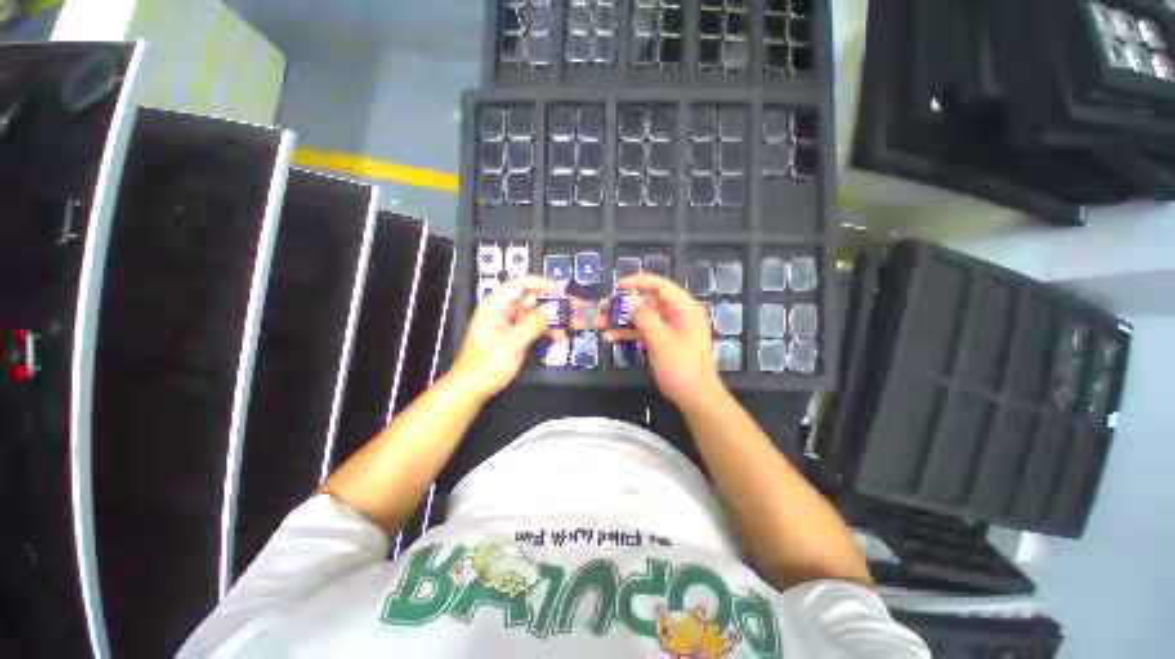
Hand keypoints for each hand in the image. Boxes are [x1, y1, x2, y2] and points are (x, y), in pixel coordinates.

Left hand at [452, 276, 561, 400]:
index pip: (520, 284)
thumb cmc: (488, 364)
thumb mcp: (513, 342)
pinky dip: (547, 332)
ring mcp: (510, 324)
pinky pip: (534, 328)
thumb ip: (534, 324)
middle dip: (554, 303)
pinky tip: (560, 338)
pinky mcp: (515, 336)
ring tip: (573, 325)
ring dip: (554, 320)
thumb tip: (551, 312)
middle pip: (532, 299)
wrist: (473, 387)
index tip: (562, 290)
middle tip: (575, 307)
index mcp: (496, 306)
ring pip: (537, 315)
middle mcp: (503, 311)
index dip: (542, 284)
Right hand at [603, 274, 724, 410]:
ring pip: (641, 318)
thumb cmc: (682, 366)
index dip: (639, 282)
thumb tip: (629, 299)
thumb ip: (644, 317)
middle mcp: (676, 315)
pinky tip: (609, 337)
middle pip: (647, 302)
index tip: (618, 286)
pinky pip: (642, 331)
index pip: (661, 286)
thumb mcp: (661, 340)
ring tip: (599, 322)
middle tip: (602, 307)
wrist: (694, 397)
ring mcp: (668, 328)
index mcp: (684, 308)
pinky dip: (627, 333)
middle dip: (624, 305)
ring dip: (621, 320)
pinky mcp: (661, 341)